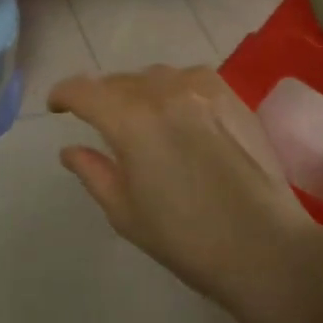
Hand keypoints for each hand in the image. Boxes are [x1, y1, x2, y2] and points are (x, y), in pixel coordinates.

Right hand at [47, 66, 322, 312]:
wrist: (264, 246)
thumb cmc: (186, 238)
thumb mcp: (125, 212)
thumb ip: (93, 172)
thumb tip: (70, 150)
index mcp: (129, 119)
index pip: (83, 90)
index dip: (64, 95)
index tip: (57, 108)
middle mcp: (162, 91)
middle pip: (118, 81)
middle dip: (102, 98)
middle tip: (101, 125)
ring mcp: (200, 88)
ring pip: (153, 76)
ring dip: (138, 92)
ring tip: (143, 119)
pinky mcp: (230, 94)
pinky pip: (189, 78)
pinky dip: (174, 89)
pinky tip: (180, 114)